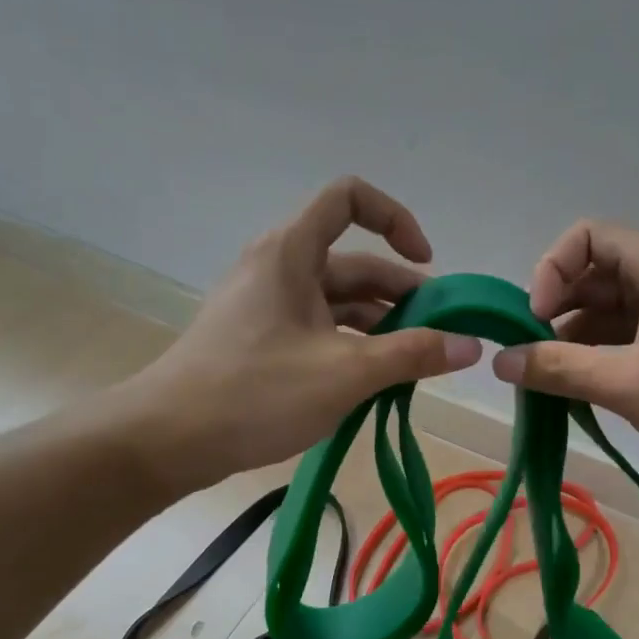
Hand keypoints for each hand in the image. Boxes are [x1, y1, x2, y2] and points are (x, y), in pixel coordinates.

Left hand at [126, 178, 481, 488]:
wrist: (167, 440)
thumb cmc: (256, 393)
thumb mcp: (346, 373)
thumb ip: (413, 354)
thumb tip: (471, 344)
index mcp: (292, 253)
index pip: (349, 198)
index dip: (395, 220)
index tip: (426, 265)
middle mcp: (279, 268)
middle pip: (354, 263)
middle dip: (402, 295)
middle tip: (441, 337)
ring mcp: (267, 306)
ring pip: (338, 302)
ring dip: (381, 327)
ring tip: (416, 365)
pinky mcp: (261, 340)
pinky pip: (319, 329)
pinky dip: (352, 346)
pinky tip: (376, 382)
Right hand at [491, 221, 638, 485]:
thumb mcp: (630, 383)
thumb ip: (560, 369)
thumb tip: (500, 361)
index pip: (584, 236)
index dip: (550, 272)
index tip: (536, 323)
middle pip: (594, 273)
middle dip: (557, 312)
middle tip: (534, 359)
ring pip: (611, 308)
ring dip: (577, 339)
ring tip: (553, 383)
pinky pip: (632, 333)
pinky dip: (604, 355)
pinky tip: (587, 391)